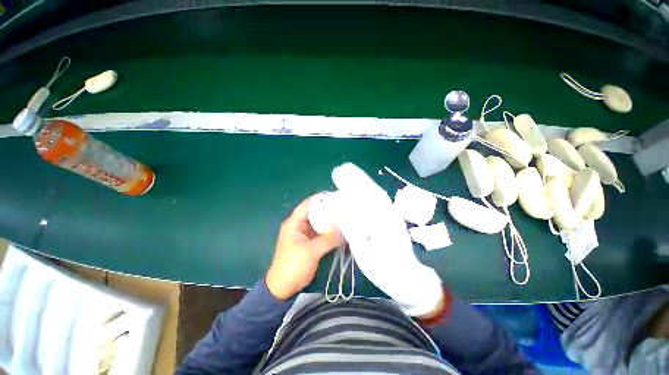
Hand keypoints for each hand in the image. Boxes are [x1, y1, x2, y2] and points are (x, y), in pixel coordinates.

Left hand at [266, 194, 343, 299]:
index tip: (337, 197)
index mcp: (294, 222)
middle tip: (346, 207)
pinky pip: (322, 232)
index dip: (322, 198)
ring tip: (347, 217)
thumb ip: (328, 239)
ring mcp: (305, 233)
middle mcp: (300, 224)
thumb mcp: (311, 252)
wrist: (283, 288)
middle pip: (316, 212)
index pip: (308, 204)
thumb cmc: (292, 267)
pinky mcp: (310, 242)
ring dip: (331, 221)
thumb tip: (345, 228)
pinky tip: (342, 230)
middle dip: (330, 209)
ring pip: (320, 222)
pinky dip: (331, 231)